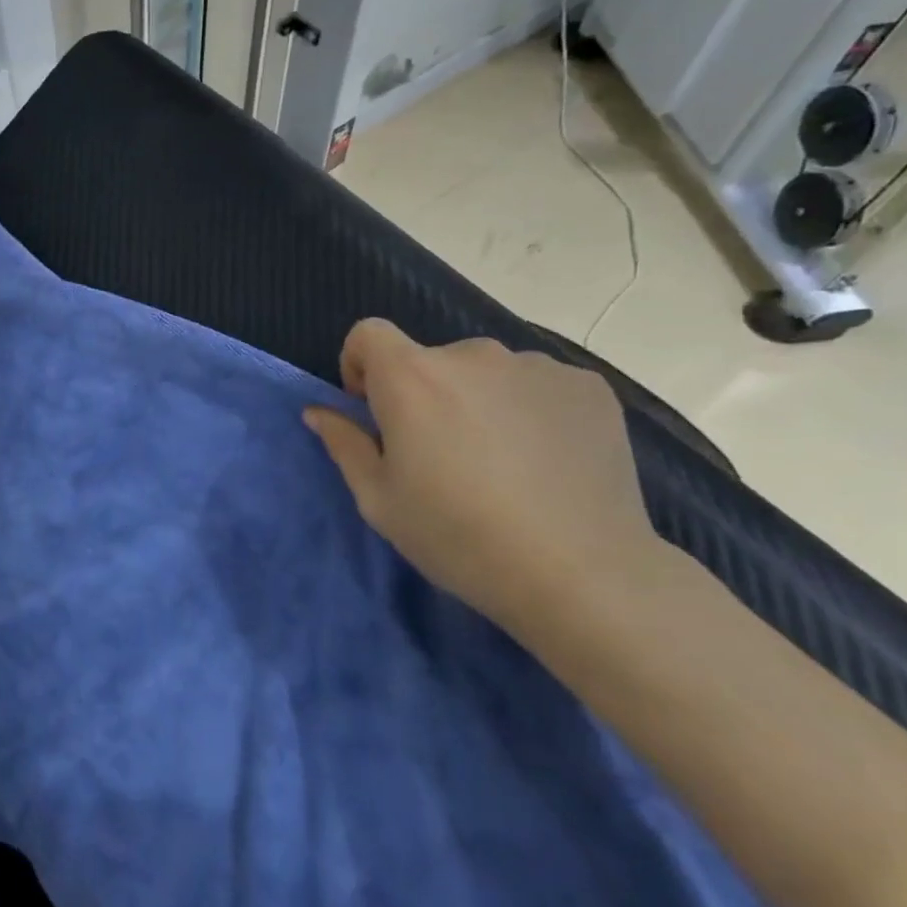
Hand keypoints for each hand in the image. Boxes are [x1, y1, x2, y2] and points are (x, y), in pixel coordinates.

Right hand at [303, 320, 658, 633]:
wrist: (580, 573)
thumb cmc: (458, 536)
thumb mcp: (379, 500)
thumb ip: (344, 443)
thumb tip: (319, 411)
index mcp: (412, 376)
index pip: (369, 333)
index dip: (361, 365)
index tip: (374, 410)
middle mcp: (472, 354)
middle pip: (430, 359)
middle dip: (424, 394)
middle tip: (442, 455)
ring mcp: (536, 366)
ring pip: (487, 373)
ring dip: (479, 401)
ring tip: (502, 463)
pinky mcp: (587, 386)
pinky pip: (537, 386)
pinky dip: (530, 410)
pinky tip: (546, 462)